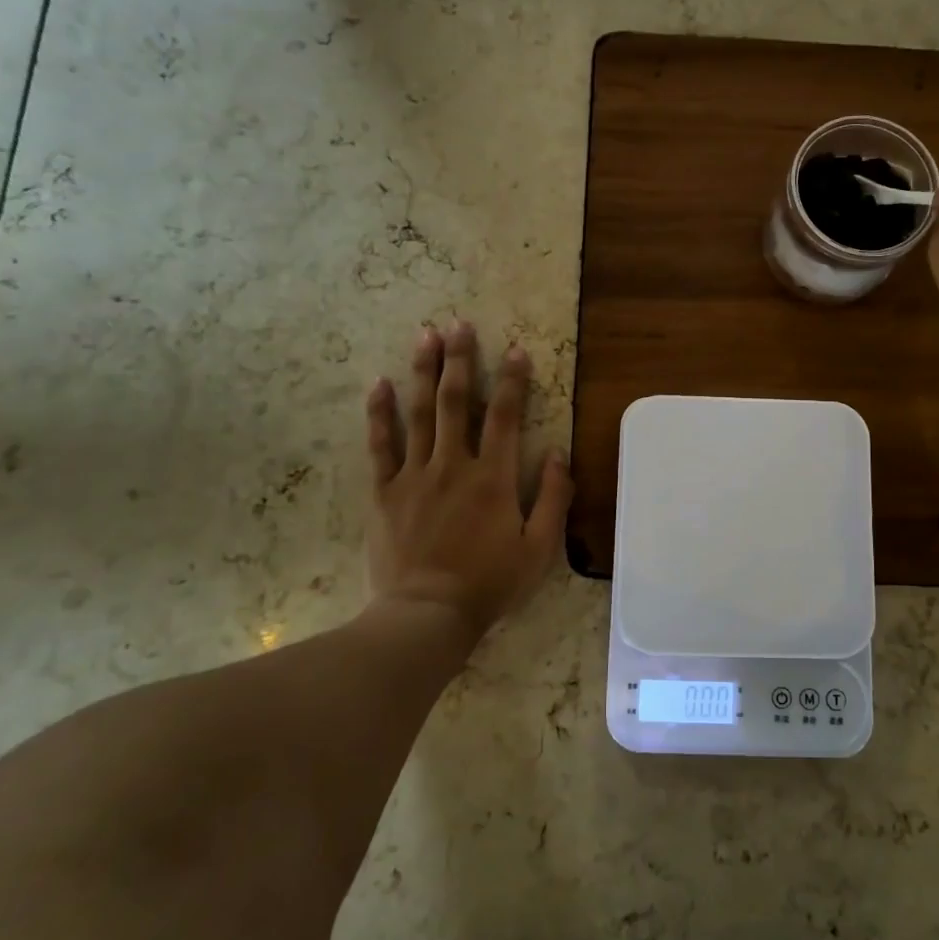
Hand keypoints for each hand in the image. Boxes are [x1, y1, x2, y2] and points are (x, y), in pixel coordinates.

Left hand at [365, 322, 571, 632]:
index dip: (514, 380)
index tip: (516, 349)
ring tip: (425, 335)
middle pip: (458, 402)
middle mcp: (454, 465)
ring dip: (424, 372)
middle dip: (460, 360)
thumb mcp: (539, 549)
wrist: (426, 615)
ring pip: (420, 413)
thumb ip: (554, 498)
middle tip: (459, 324)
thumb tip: (559, 453)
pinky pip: (381, 445)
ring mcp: (415, 476)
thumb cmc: (489, 584)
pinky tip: (379, 384)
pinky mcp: (385, 492)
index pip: (507, 416)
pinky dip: (380, 413)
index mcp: (494, 478)